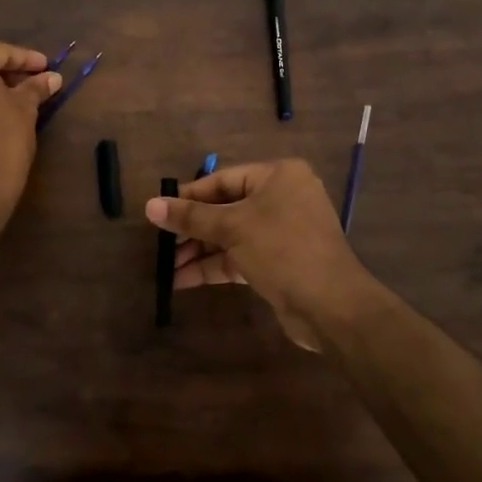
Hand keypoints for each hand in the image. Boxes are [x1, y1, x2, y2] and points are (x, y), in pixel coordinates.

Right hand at [145, 159, 372, 351]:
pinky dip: (215, 266)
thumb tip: (150, 205)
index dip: (189, 196)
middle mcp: (283, 198)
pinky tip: (184, 280)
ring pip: (231, 235)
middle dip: (192, 229)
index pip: (223, 179)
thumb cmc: (282, 249)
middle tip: (160, 245)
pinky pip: (240, 256)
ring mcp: (283, 231)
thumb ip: (191, 217)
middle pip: (226, 208)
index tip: (159, 211)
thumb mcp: (232, 228)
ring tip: (167, 268)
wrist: (331, 305)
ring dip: (200, 251)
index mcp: (278, 176)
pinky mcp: (280, 261)